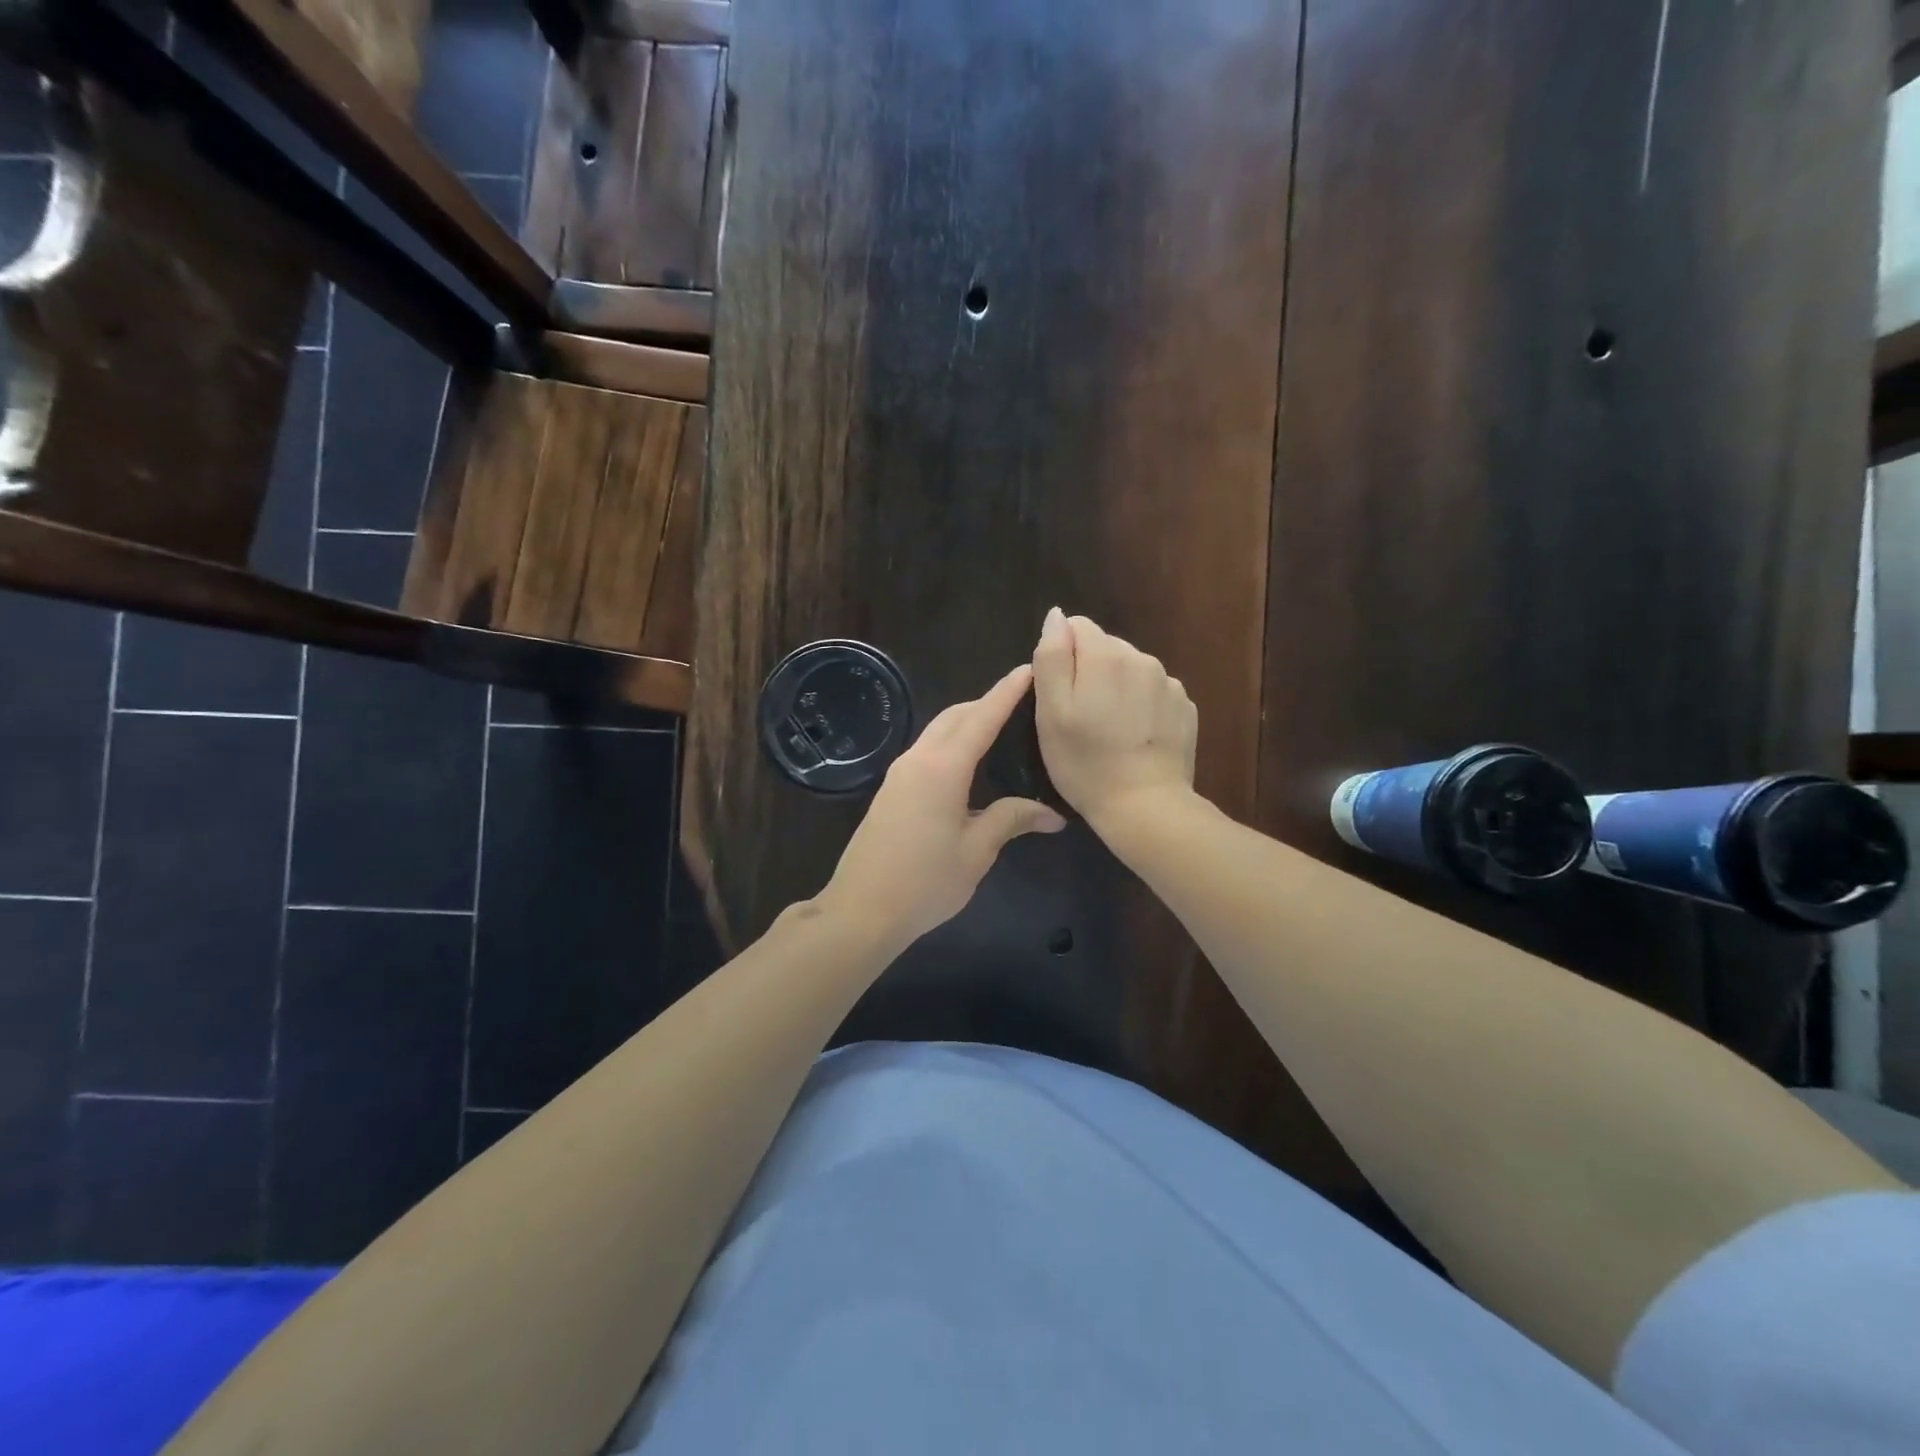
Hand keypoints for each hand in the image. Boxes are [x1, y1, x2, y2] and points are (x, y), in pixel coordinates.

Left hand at [818, 664, 1066, 952]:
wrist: (861, 910)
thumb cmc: (925, 882)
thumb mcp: (976, 852)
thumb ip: (1011, 820)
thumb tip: (1052, 815)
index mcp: (943, 768)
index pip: (982, 718)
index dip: (1006, 692)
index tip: (1028, 669)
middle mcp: (918, 759)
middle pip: (955, 716)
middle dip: (987, 703)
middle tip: (1022, 703)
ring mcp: (899, 773)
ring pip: (937, 731)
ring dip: (967, 722)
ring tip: (1001, 729)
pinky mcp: (891, 789)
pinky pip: (927, 750)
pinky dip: (951, 742)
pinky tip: (969, 762)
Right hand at [1031, 608, 1197, 829]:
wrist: (1145, 806)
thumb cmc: (1085, 763)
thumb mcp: (1050, 713)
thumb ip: (1051, 657)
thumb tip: (1056, 616)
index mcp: (1105, 655)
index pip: (1075, 627)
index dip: (1061, 658)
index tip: (1059, 695)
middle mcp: (1141, 657)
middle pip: (1105, 647)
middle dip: (1089, 671)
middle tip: (1081, 717)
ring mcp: (1168, 682)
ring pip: (1130, 669)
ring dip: (1116, 687)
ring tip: (1109, 729)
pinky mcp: (1185, 706)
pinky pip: (1152, 691)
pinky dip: (1140, 705)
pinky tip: (1134, 737)